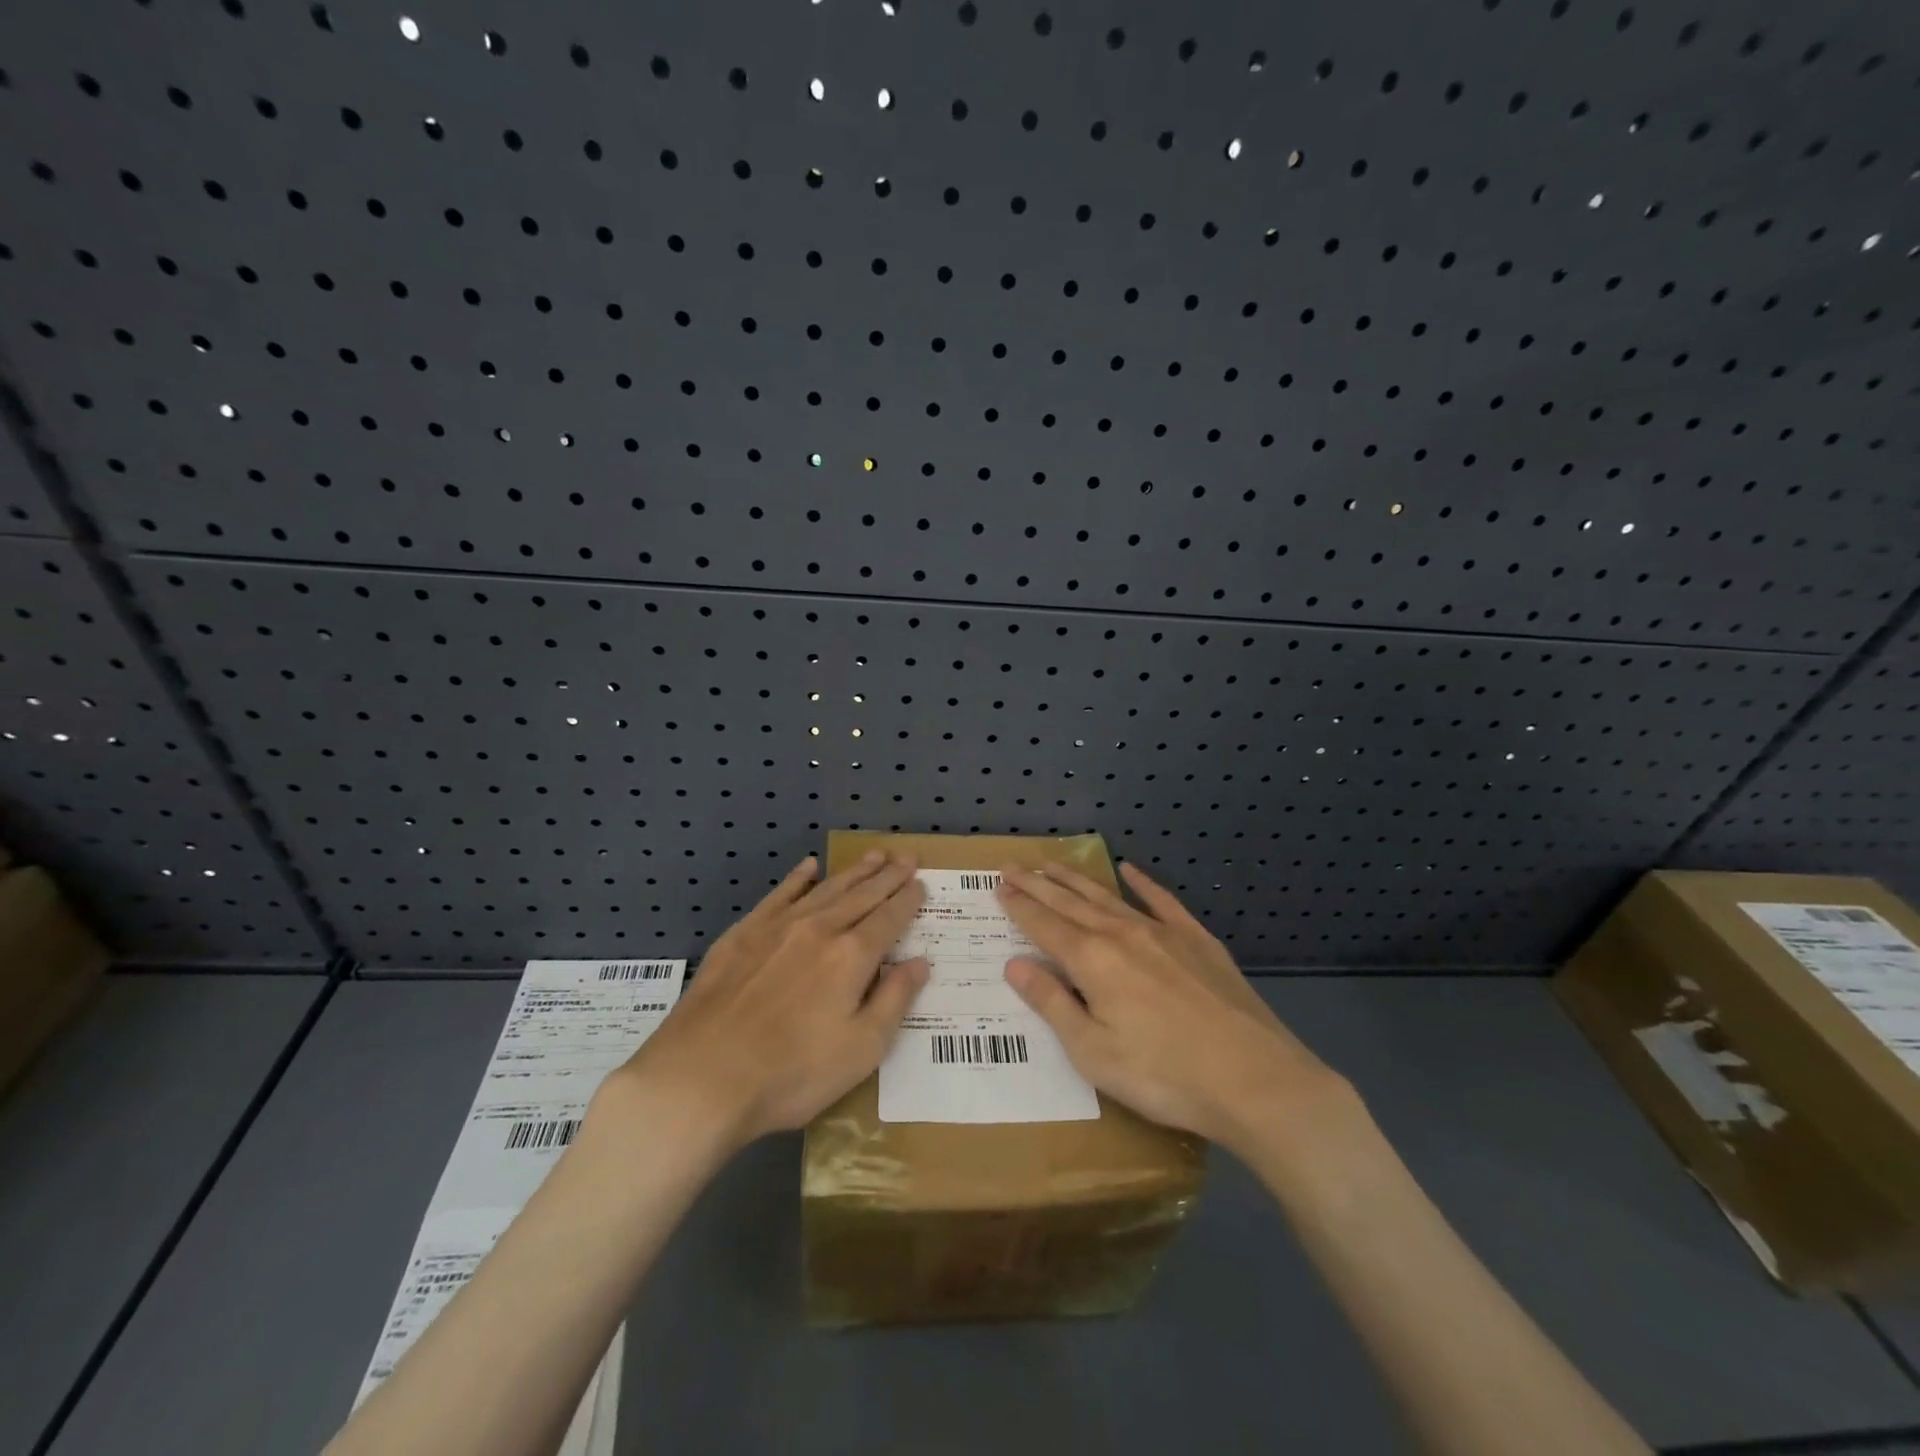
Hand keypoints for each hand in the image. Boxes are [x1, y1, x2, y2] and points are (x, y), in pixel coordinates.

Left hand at [606, 851, 927, 1150]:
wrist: (700, 1077)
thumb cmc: (790, 1074)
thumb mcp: (860, 1050)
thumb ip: (894, 1001)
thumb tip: (920, 962)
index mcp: (851, 957)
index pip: (889, 918)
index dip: (908, 900)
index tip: (921, 883)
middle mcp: (819, 929)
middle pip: (862, 895)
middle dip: (888, 876)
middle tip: (907, 857)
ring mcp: (777, 927)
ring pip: (825, 889)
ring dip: (853, 871)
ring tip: (874, 855)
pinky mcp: (742, 934)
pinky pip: (778, 895)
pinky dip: (797, 879)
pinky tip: (809, 868)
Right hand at [997, 861, 1354, 1155]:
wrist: (1255, 1080)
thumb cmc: (1164, 1076)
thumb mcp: (1093, 1053)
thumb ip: (1052, 1004)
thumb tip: (1014, 964)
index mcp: (1093, 961)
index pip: (1044, 924)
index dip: (1018, 905)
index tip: (998, 885)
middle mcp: (1122, 934)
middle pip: (1069, 902)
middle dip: (1037, 883)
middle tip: (1012, 864)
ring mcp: (1163, 932)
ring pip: (1108, 896)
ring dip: (1076, 879)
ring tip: (1053, 864)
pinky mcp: (1197, 940)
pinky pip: (1162, 901)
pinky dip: (1142, 882)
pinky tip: (1129, 869)